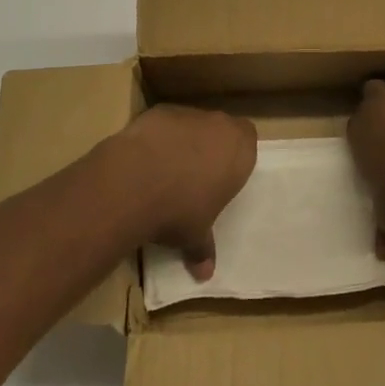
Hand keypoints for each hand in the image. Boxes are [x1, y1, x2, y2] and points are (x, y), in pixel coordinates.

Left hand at [111, 105, 255, 279]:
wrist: (136, 180)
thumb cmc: (179, 210)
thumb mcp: (195, 236)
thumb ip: (203, 249)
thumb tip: (205, 275)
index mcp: (239, 150)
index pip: (248, 140)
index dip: (237, 155)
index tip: (223, 176)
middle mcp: (218, 125)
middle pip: (221, 129)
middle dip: (211, 148)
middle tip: (197, 177)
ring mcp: (188, 114)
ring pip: (193, 124)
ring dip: (185, 142)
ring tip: (166, 171)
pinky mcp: (159, 111)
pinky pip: (166, 124)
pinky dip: (159, 138)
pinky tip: (145, 160)